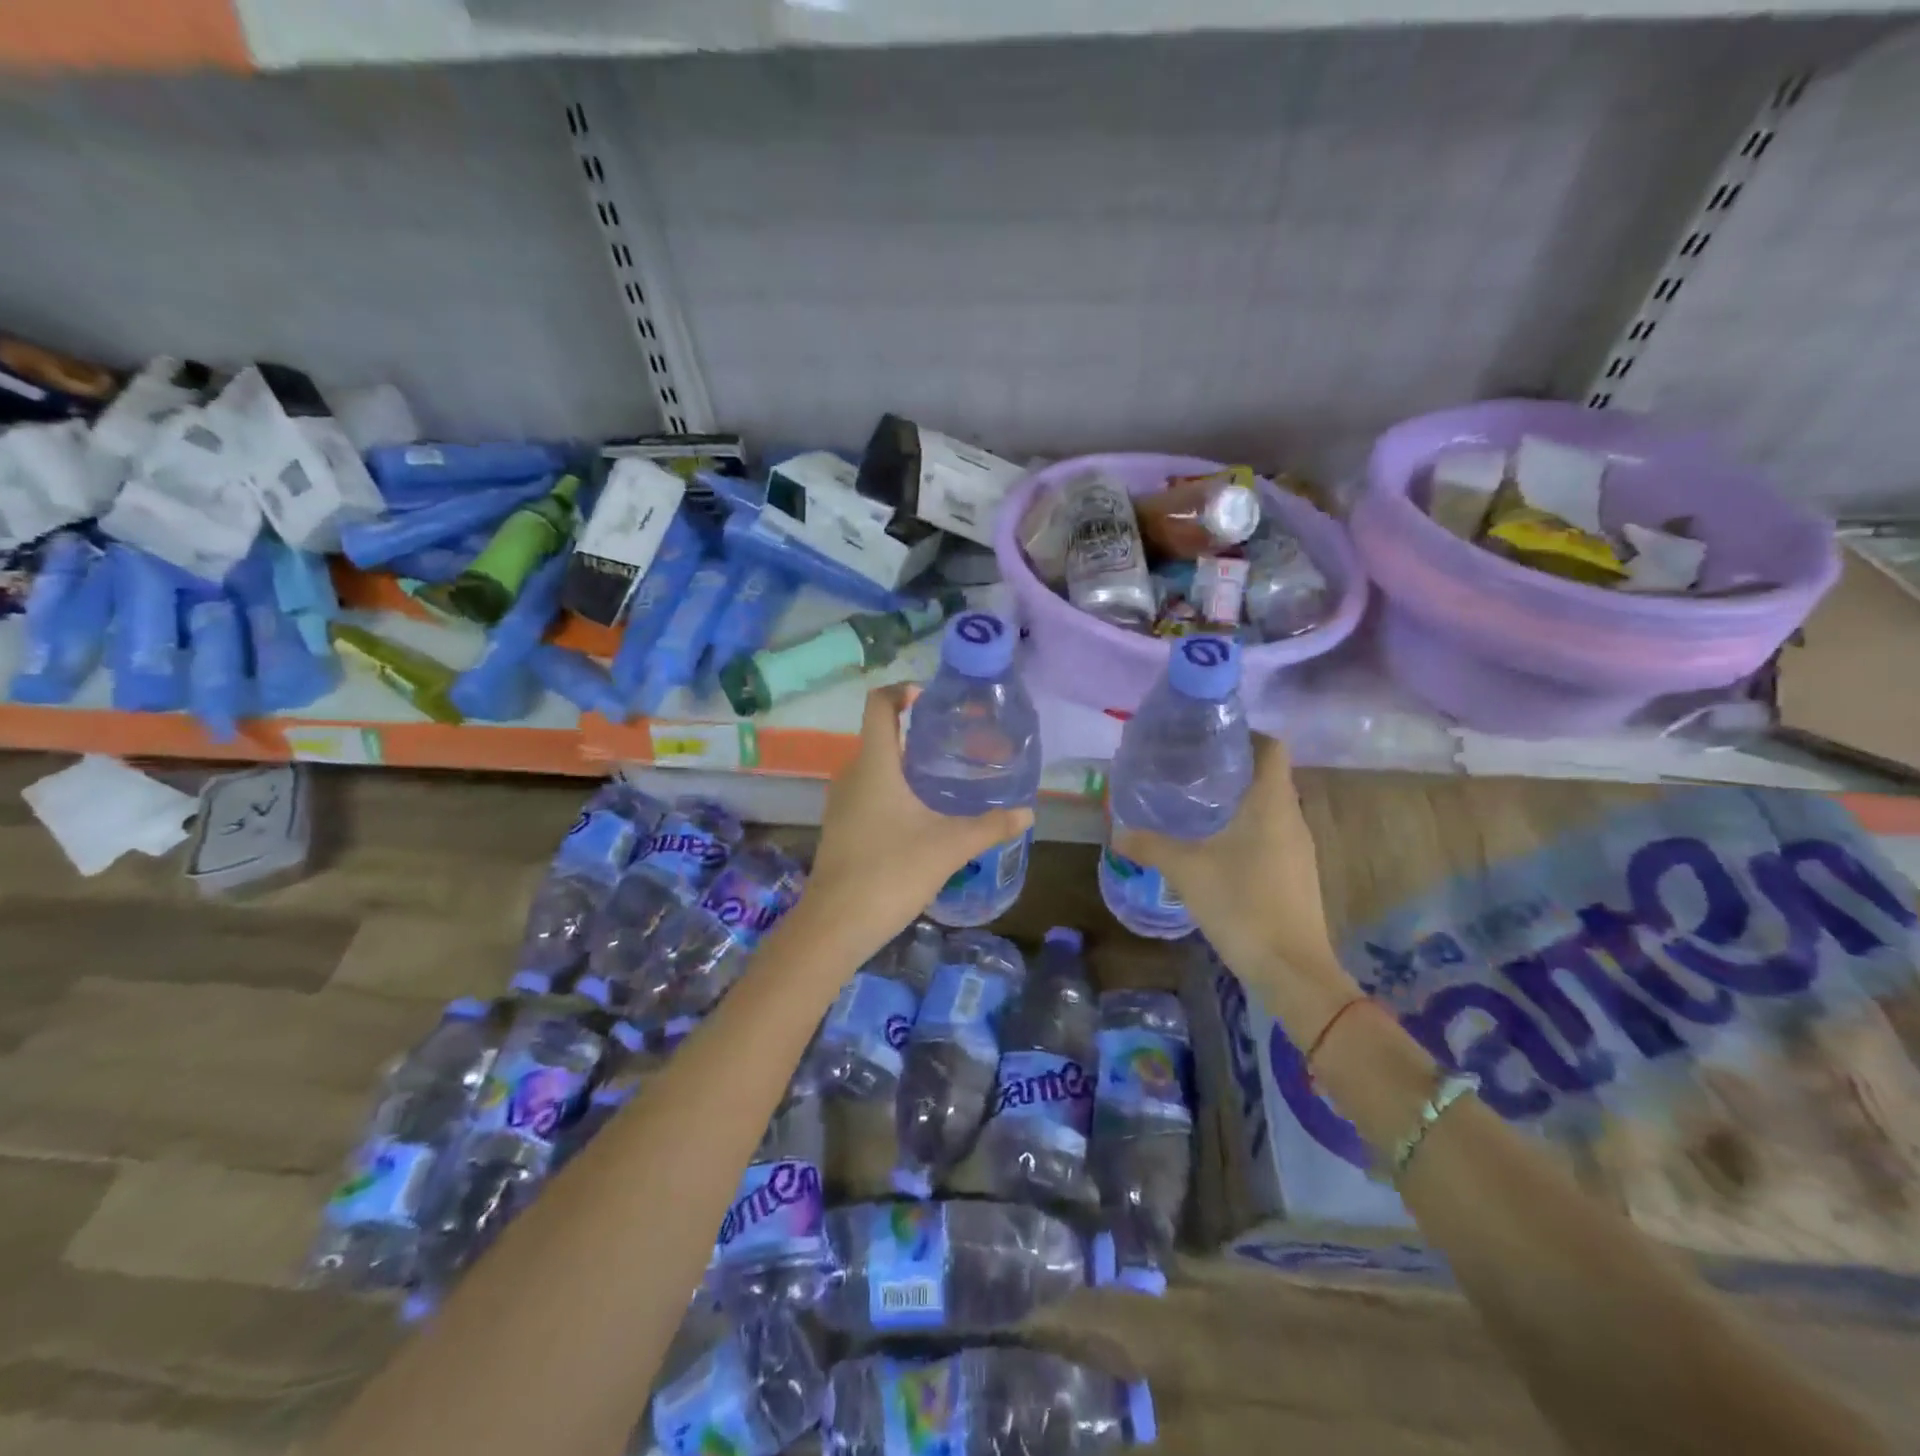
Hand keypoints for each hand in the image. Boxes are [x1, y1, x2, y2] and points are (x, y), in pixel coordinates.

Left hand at [799, 684, 1031, 961]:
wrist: (836, 924)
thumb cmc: (891, 872)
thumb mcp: (950, 847)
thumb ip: (990, 826)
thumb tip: (1027, 813)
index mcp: (875, 764)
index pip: (879, 704)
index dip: (901, 690)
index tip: (930, 698)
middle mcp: (852, 774)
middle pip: (880, 736)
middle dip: (915, 733)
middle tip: (954, 744)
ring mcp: (841, 802)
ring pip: (874, 768)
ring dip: (905, 766)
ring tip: (943, 780)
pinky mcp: (840, 827)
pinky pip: (867, 793)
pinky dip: (892, 791)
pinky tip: (919, 817)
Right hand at [1111, 734, 1357, 1037]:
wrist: (1290, 968)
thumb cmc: (1241, 904)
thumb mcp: (1186, 871)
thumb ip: (1150, 846)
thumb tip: (1117, 831)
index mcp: (1271, 804)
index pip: (1272, 747)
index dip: (1246, 734)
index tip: (1209, 738)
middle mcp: (1291, 817)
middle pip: (1268, 775)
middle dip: (1232, 768)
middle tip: (1189, 769)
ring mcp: (1298, 847)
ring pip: (1270, 806)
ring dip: (1239, 800)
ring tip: (1197, 804)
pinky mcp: (1296, 872)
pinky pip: (1272, 833)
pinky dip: (1247, 828)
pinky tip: (1216, 846)